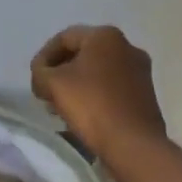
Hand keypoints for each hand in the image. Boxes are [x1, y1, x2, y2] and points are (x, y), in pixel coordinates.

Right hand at [30, 24, 165, 163]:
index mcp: (105, 35)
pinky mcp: (146, 94)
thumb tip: (43, 74)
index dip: (44, 57)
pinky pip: (112, 87)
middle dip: (61, 72)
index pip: (64, 38)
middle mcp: (127, 46)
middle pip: (82, 53)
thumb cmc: (92, 106)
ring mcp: (140, 71)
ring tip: (61, 107)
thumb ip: (40, 72)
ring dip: (76, 85)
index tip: (35, 79)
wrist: (134, 146)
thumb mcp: (53, 84)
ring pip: (98, 71)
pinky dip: (94, 95)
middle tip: (46, 92)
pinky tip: (83, 115)